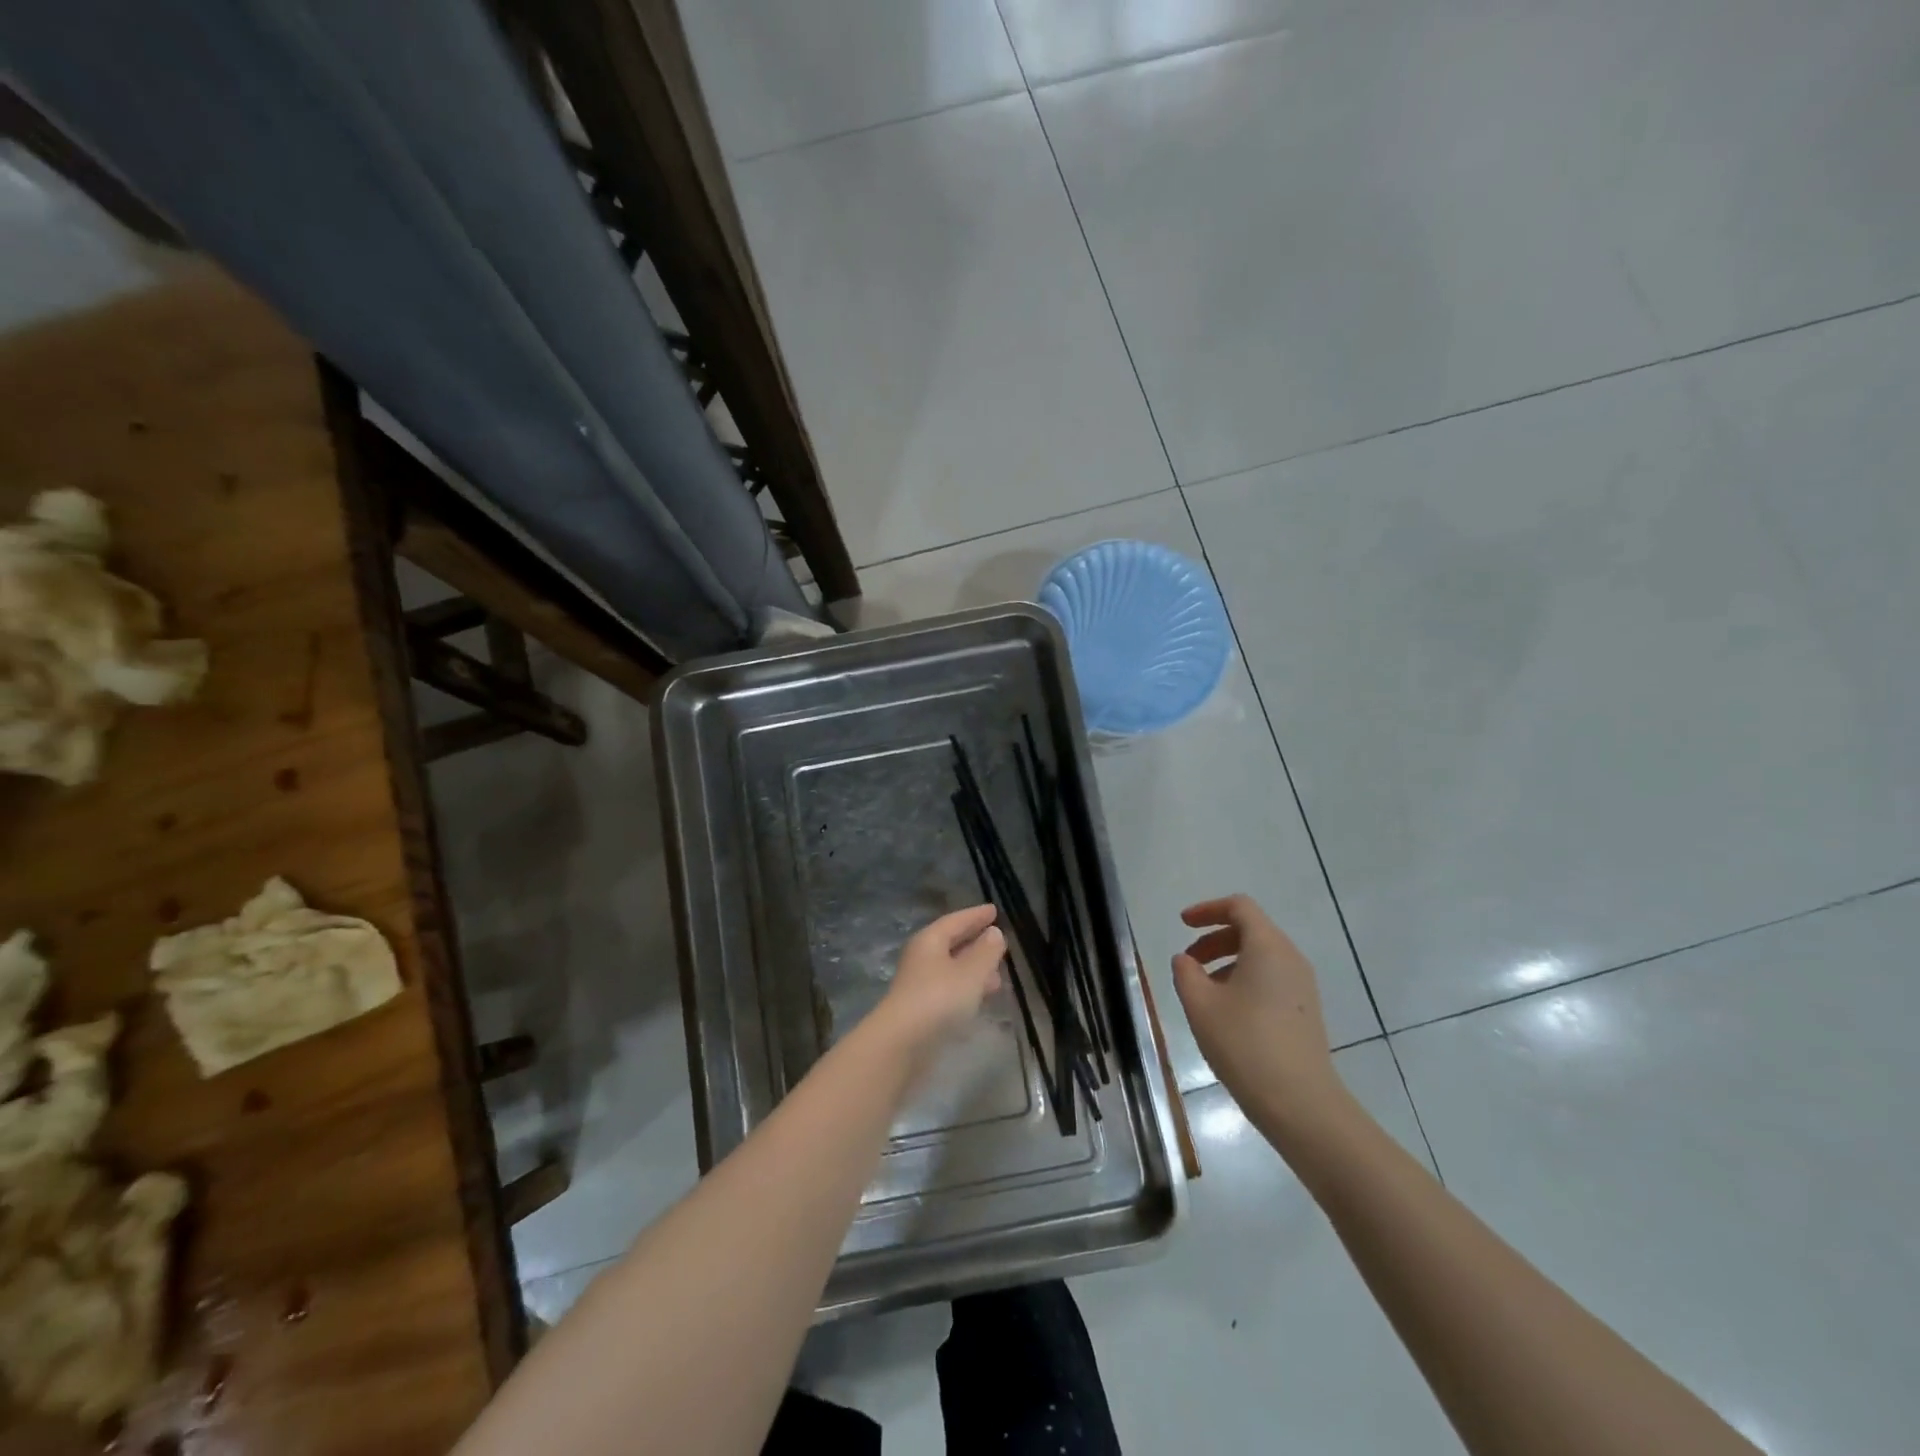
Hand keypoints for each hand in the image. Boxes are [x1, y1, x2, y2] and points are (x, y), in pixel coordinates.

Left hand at [872, 904, 1004, 1053]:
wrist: (902, 1043)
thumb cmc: (939, 998)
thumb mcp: (971, 972)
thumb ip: (986, 951)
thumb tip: (994, 932)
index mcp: (930, 940)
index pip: (955, 921)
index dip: (975, 915)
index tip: (994, 910)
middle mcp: (922, 957)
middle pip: (951, 943)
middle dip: (975, 942)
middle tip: (998, 940)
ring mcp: (919, 984)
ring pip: (951, 969)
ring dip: (974, 969)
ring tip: (998, 975)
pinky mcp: (921, 1009)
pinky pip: (949, 989)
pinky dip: (967, 988)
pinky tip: (980, 998)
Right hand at [1172, 895, 1345, 1137]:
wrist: (1301, 1104)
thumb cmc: (1245, 1044)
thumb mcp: (1200, 1005)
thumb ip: (1186, 973)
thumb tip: (1186, 960)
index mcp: (1267, 947)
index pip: (1239, 907)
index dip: (1207, 909)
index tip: (1182, 924)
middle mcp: (1290, 958)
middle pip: (1250, 930)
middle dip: (1214, 939)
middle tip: (1187, 962)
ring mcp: (1302, 986)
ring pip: (1260, 956)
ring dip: (1227, 961)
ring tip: (1202, 991)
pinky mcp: (1305, 1010)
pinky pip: (1271, 977)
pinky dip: (1244, 979)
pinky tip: (1226, 1011)